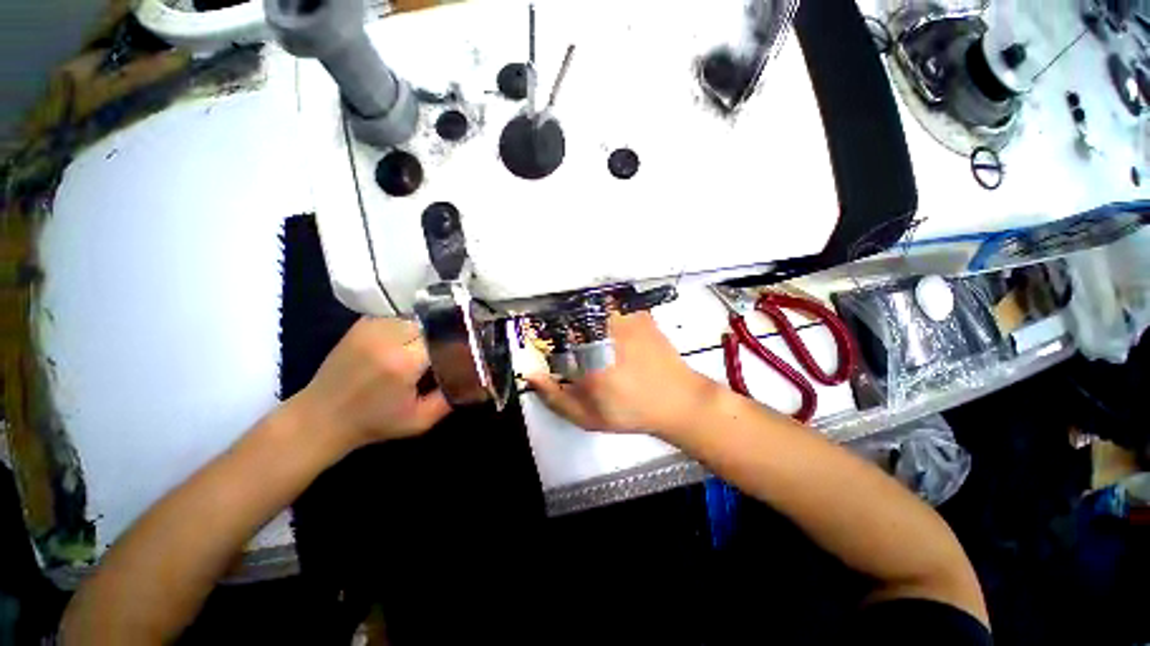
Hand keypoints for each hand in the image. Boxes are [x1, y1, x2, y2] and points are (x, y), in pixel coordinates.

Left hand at [291, 317, 450, 451]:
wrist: (321, 417)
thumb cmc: (373, 423)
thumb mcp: (420, 421)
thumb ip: (450, 398)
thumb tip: (475, 377)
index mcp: (404, 362)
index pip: (445, 338)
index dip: (457, 343)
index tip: (466, 352)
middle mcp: (388, 338)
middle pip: (433, 324)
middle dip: (444, 336)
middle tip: (449, 350)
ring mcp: (372, 327)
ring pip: (417, 318)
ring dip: (428, 330)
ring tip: (430, 345)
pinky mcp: (362, 324)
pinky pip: (399, 316)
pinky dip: (410, 325)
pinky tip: (410, 340)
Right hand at [527, 312, 717, 435]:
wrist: (678, 400)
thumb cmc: (631, 412)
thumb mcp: (588, 417)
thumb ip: (556, 398)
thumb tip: (531, 374)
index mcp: (589, 358)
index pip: (554, 332)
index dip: (544, 330)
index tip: (543, 336)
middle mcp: (605, 333)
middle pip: (572, 311)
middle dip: (562, 317)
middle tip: (564, 330)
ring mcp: (625, 320)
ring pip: (593, 303)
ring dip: (583, 309)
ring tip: (584, 324)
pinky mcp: (640, 315)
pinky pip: (614, 302)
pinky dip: (605, 306)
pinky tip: (606, 319)